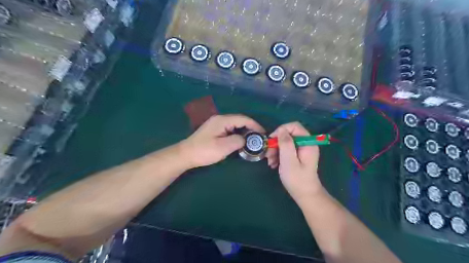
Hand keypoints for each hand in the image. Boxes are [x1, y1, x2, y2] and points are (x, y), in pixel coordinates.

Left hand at [180, 114, 263, 168]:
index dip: (255, 125)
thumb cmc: (204, 151)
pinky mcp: (215, 130)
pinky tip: (240, 141)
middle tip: (259, 138)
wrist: (186, 155)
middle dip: (251, 128)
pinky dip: (237, 134)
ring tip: (252, 140)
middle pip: (240, 120)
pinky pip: (230, 129)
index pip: (243, 119)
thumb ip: (238, 140)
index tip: (263, 133)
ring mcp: (217, 124)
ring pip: (235, 125)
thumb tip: (245, 139)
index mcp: (223, 120)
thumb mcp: (223, 147)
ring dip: (244, 131)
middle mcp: (220, 119)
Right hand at [265, 122, 324, 204]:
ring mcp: (301, 150)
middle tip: (268, 154)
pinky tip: (273, 164)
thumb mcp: (289, 161)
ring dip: (275, 150)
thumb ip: (285, 144)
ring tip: (270, 162)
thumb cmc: (297, 179)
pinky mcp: (297, 155)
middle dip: (276, 143)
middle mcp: (306, 143)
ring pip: (285, 142)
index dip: (281, 130)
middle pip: (288, 135)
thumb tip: (281, 130)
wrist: (305, 195)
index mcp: (307, 143)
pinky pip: (286, 150)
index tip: (271, 140)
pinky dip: (278, 155)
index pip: (294, 126)